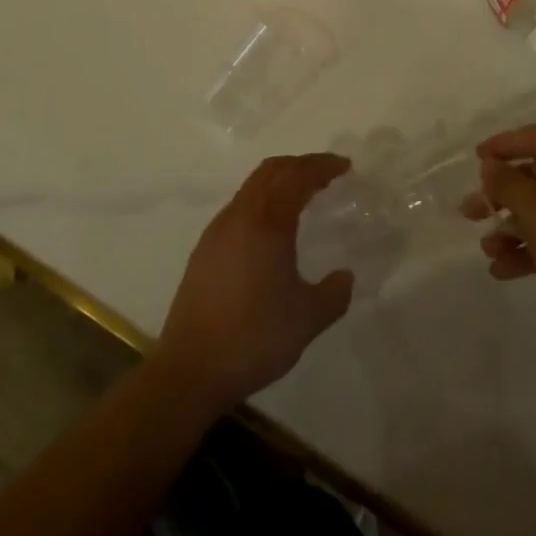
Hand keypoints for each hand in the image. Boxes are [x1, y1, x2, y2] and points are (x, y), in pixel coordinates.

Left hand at [155, 153, 354, 414]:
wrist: (190, 370)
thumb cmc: (253, 337)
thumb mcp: (307, 319)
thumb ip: (333, 294)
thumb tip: (345, 276)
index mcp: (267, 222)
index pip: (297, 177)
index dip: (322, 166)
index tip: (344, 166)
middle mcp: (239, 217)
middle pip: (270, 171)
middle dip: (300, 165)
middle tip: (325, 174)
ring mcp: (217, 232)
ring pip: (251, 188)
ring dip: (278, 182)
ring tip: (301, 197)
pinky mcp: (204, 251)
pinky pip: (239, 209)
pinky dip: (262, 203)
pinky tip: (270, 231)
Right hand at [470, 125, 535, 368]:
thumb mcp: (534, 210)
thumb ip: (506, 182)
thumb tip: (492, 165)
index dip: (505, 144)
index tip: (477, 158)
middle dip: (502, 194)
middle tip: (472, 209)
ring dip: (512, 226)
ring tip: (487, 248)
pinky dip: (531, 248)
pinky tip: (502, 269)